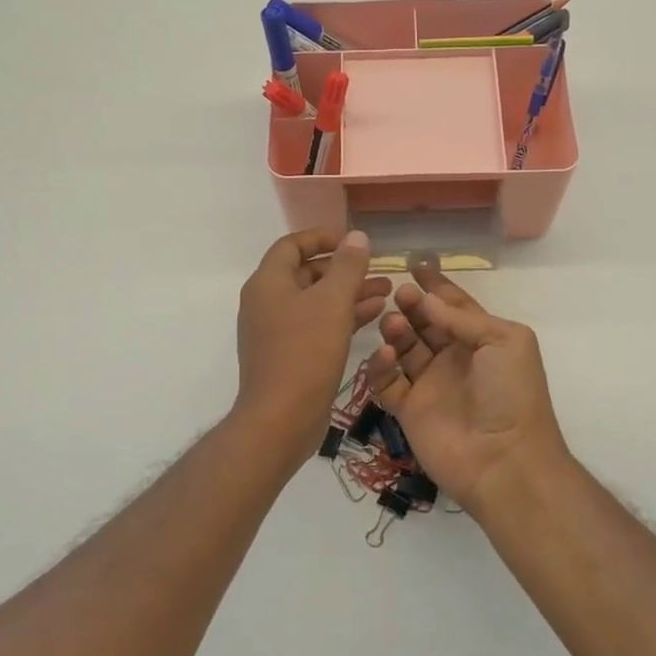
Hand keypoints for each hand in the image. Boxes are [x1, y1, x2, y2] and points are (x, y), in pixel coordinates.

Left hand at [234, 229, 390, 466]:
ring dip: (349, 293)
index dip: (323, 237)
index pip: (292, 245)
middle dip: (344, 269)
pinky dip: (342, 317)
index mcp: (268, 283)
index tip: (353, 241)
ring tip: (387, 292)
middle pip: (306, 273)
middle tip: (378, 270)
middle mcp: (267, 302)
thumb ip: (347, 266)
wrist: (280, 419)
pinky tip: (374, 315)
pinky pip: (317, 325)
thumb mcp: (332, 302)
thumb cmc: (305, 352)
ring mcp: (276, 331)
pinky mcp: (289, 355)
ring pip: (316, 301)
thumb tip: (356, 236)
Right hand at [365, 265, 570, 515]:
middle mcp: (454, 359)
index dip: (437, 286)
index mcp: (481, 341)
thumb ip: (463, 317)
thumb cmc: (512, 393)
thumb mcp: (504, 340)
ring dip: (396, 331)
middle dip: (412, 305)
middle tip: (399, 294)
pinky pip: (387, 382)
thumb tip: (427, 298)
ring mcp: (430, 384)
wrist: (504, 460)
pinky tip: (386, 355)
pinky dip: (381, 366)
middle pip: (425, 323)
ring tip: (394, 323)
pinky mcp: (408, 410)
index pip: (455, 306)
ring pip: (404, 348)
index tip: (415, 266)